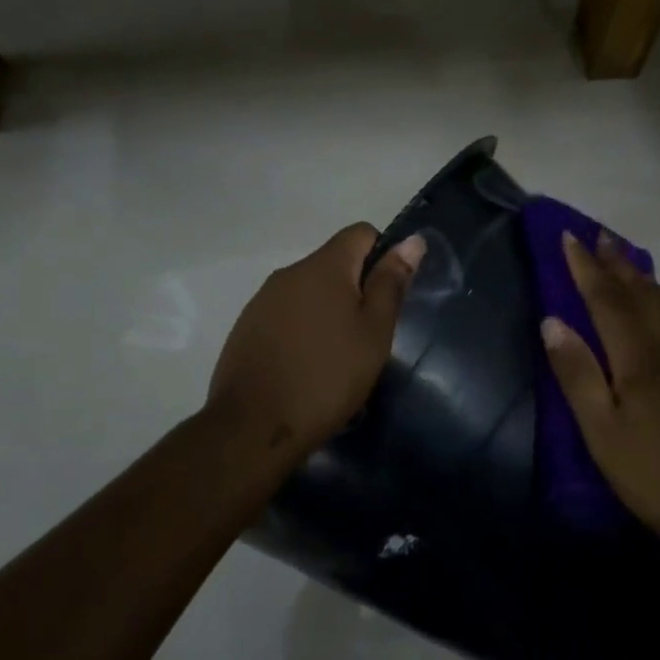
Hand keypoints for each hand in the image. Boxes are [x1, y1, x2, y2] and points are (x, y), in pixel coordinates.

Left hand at [207, 223, 424, 467]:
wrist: (254, 427)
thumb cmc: (327, 377)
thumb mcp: (373, 332)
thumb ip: (391, 283)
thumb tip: (412, 241)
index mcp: (323, 266)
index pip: (360, 233)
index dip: (382, 255)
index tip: (387, 296)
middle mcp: (289, 272)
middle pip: (334, 264)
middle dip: (355, 290)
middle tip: (368, 337)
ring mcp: (262, 300)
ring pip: (309, 292)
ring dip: (329, 313)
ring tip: (338, 359)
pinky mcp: (246, 327)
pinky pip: (286, 315)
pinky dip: (303, 331)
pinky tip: (307, 368)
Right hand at [540, 232, 659, 554]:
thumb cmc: (654, 473)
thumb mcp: (601, 430)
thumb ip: (577, 373)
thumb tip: (552, 321)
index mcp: (640, 356)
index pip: (606, 299)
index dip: (585, 268)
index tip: (568, 237)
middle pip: (641, 292)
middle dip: (617, 262)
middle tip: (599, 235)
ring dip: (642, 276)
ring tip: (626, 260)